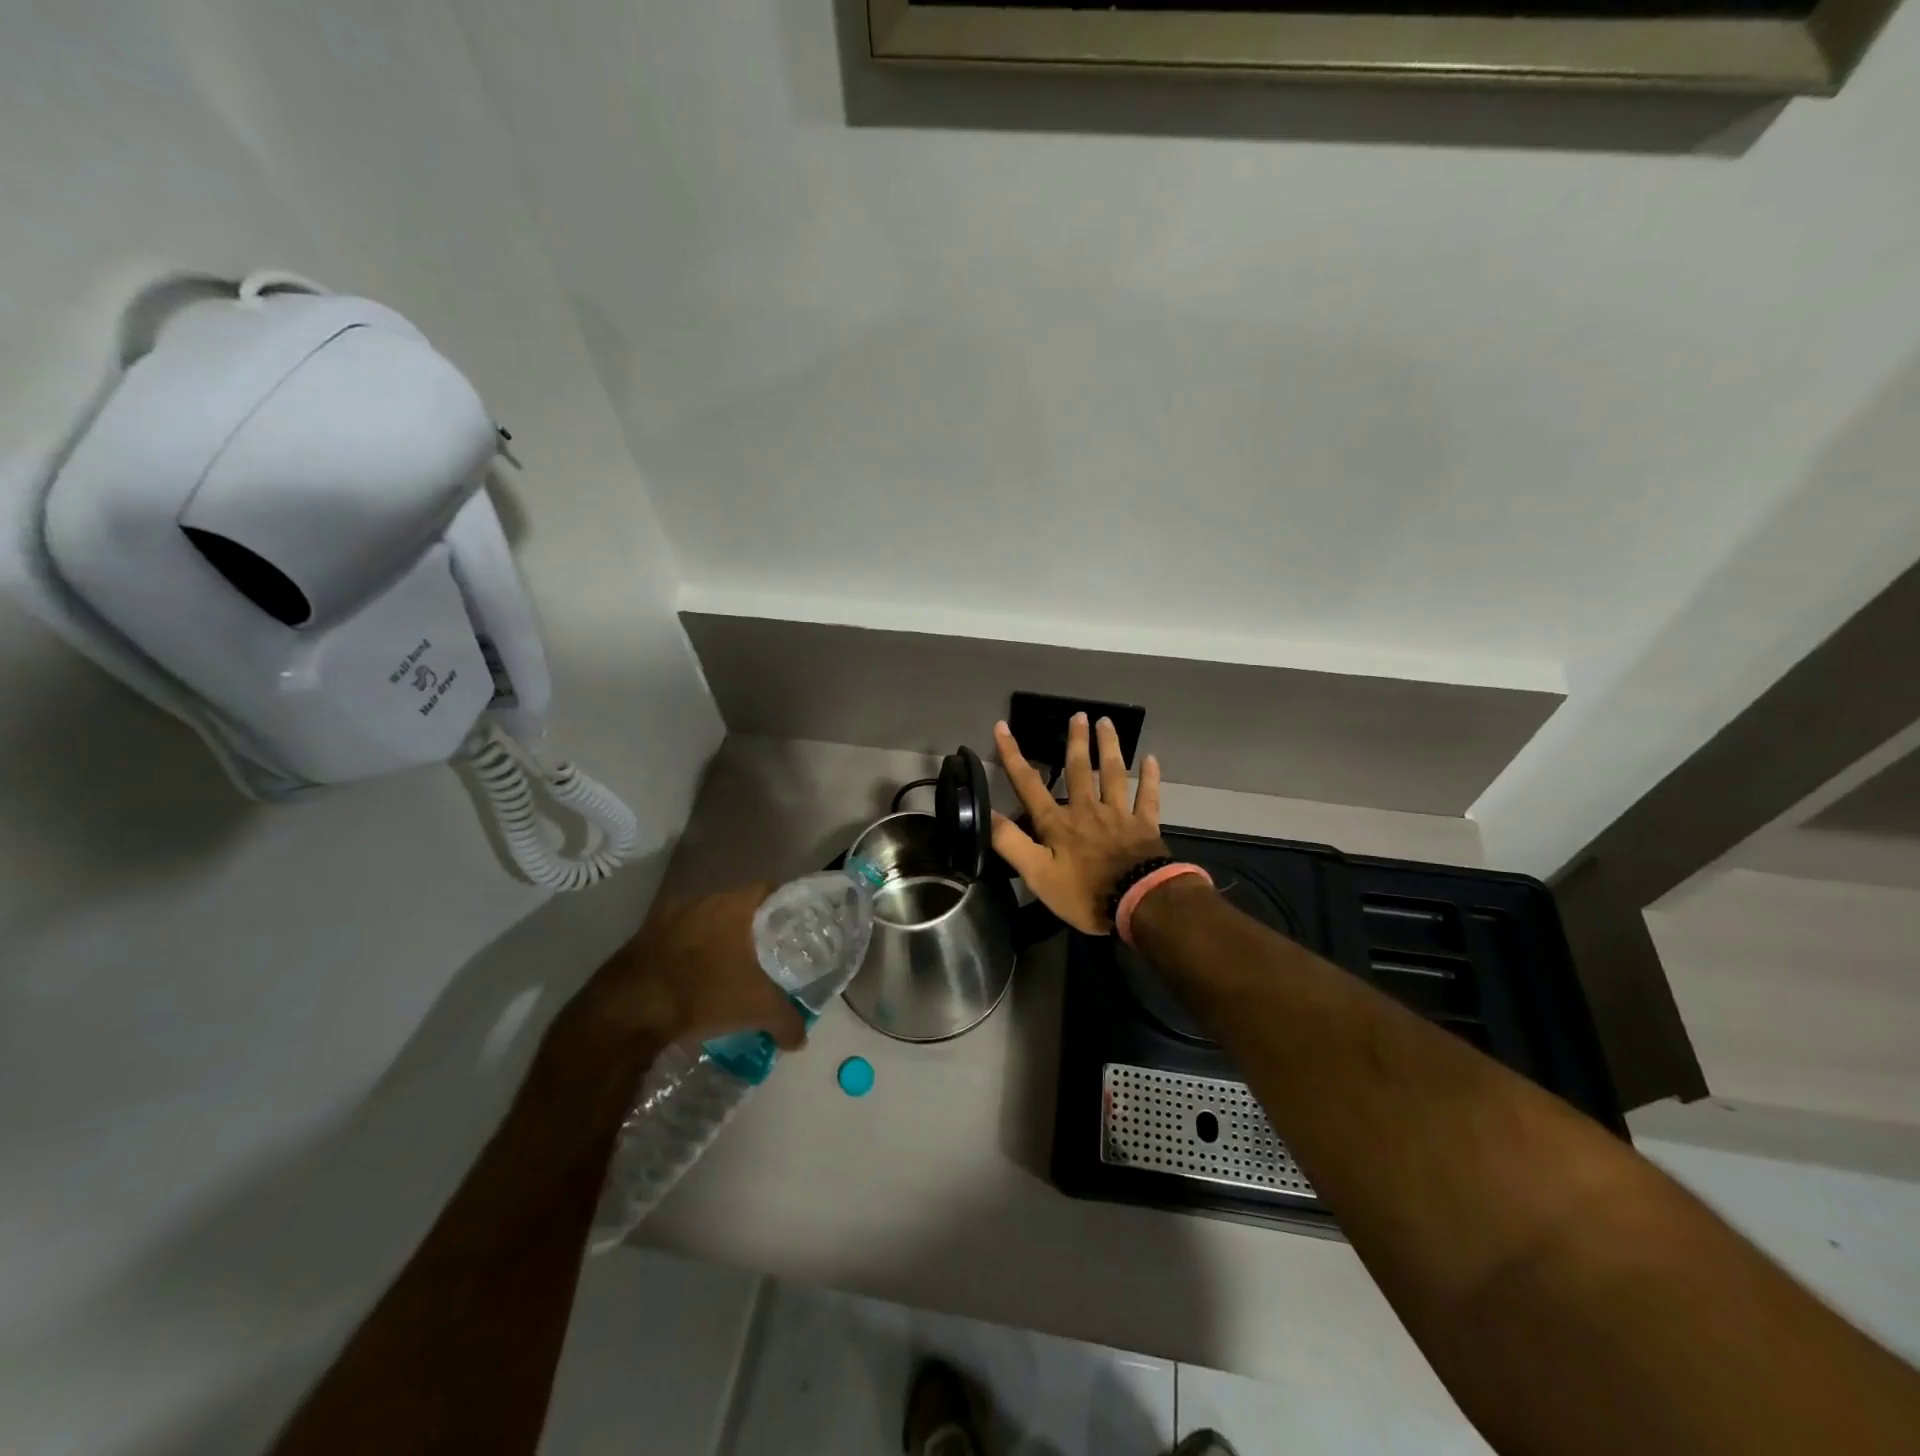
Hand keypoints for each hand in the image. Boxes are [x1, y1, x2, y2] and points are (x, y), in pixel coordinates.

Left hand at [557, 886, 807, 1067]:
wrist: (629, 1010)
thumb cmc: (704, 994)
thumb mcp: (756, 1010)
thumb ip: (787, 1020)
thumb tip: (802, 1038)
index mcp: (734, 905)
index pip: (769, 890)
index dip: (783, 906)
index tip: (791, 928)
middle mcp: (703, 900)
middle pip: (736, 906)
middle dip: (749, 927)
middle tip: (763, 953)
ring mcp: (668, 916)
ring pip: (704, 921)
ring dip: (716, 939)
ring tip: (727, 968)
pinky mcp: (642, 936)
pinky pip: (676, 938)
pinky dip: (688, 953)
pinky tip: (693, 979)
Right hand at [992, 714, 1167, 934]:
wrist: (1139, 902)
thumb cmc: (1084, 892)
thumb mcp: (1037, 874)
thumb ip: (1010, 842)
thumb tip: (984, 813)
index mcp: (1057, 822)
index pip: (1028, 784)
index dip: (1013, 756)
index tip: (1002, 727)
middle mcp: (1086, 810)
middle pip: (1078, 769)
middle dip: (1075, 741)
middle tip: (1078, 715)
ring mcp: (1118, 815)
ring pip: (1112, 774)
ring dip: (1109, 746)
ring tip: (1106, 722)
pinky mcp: (1145, 826)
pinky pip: (1147, 797)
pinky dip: (1149, 778)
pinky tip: (1151, 759)